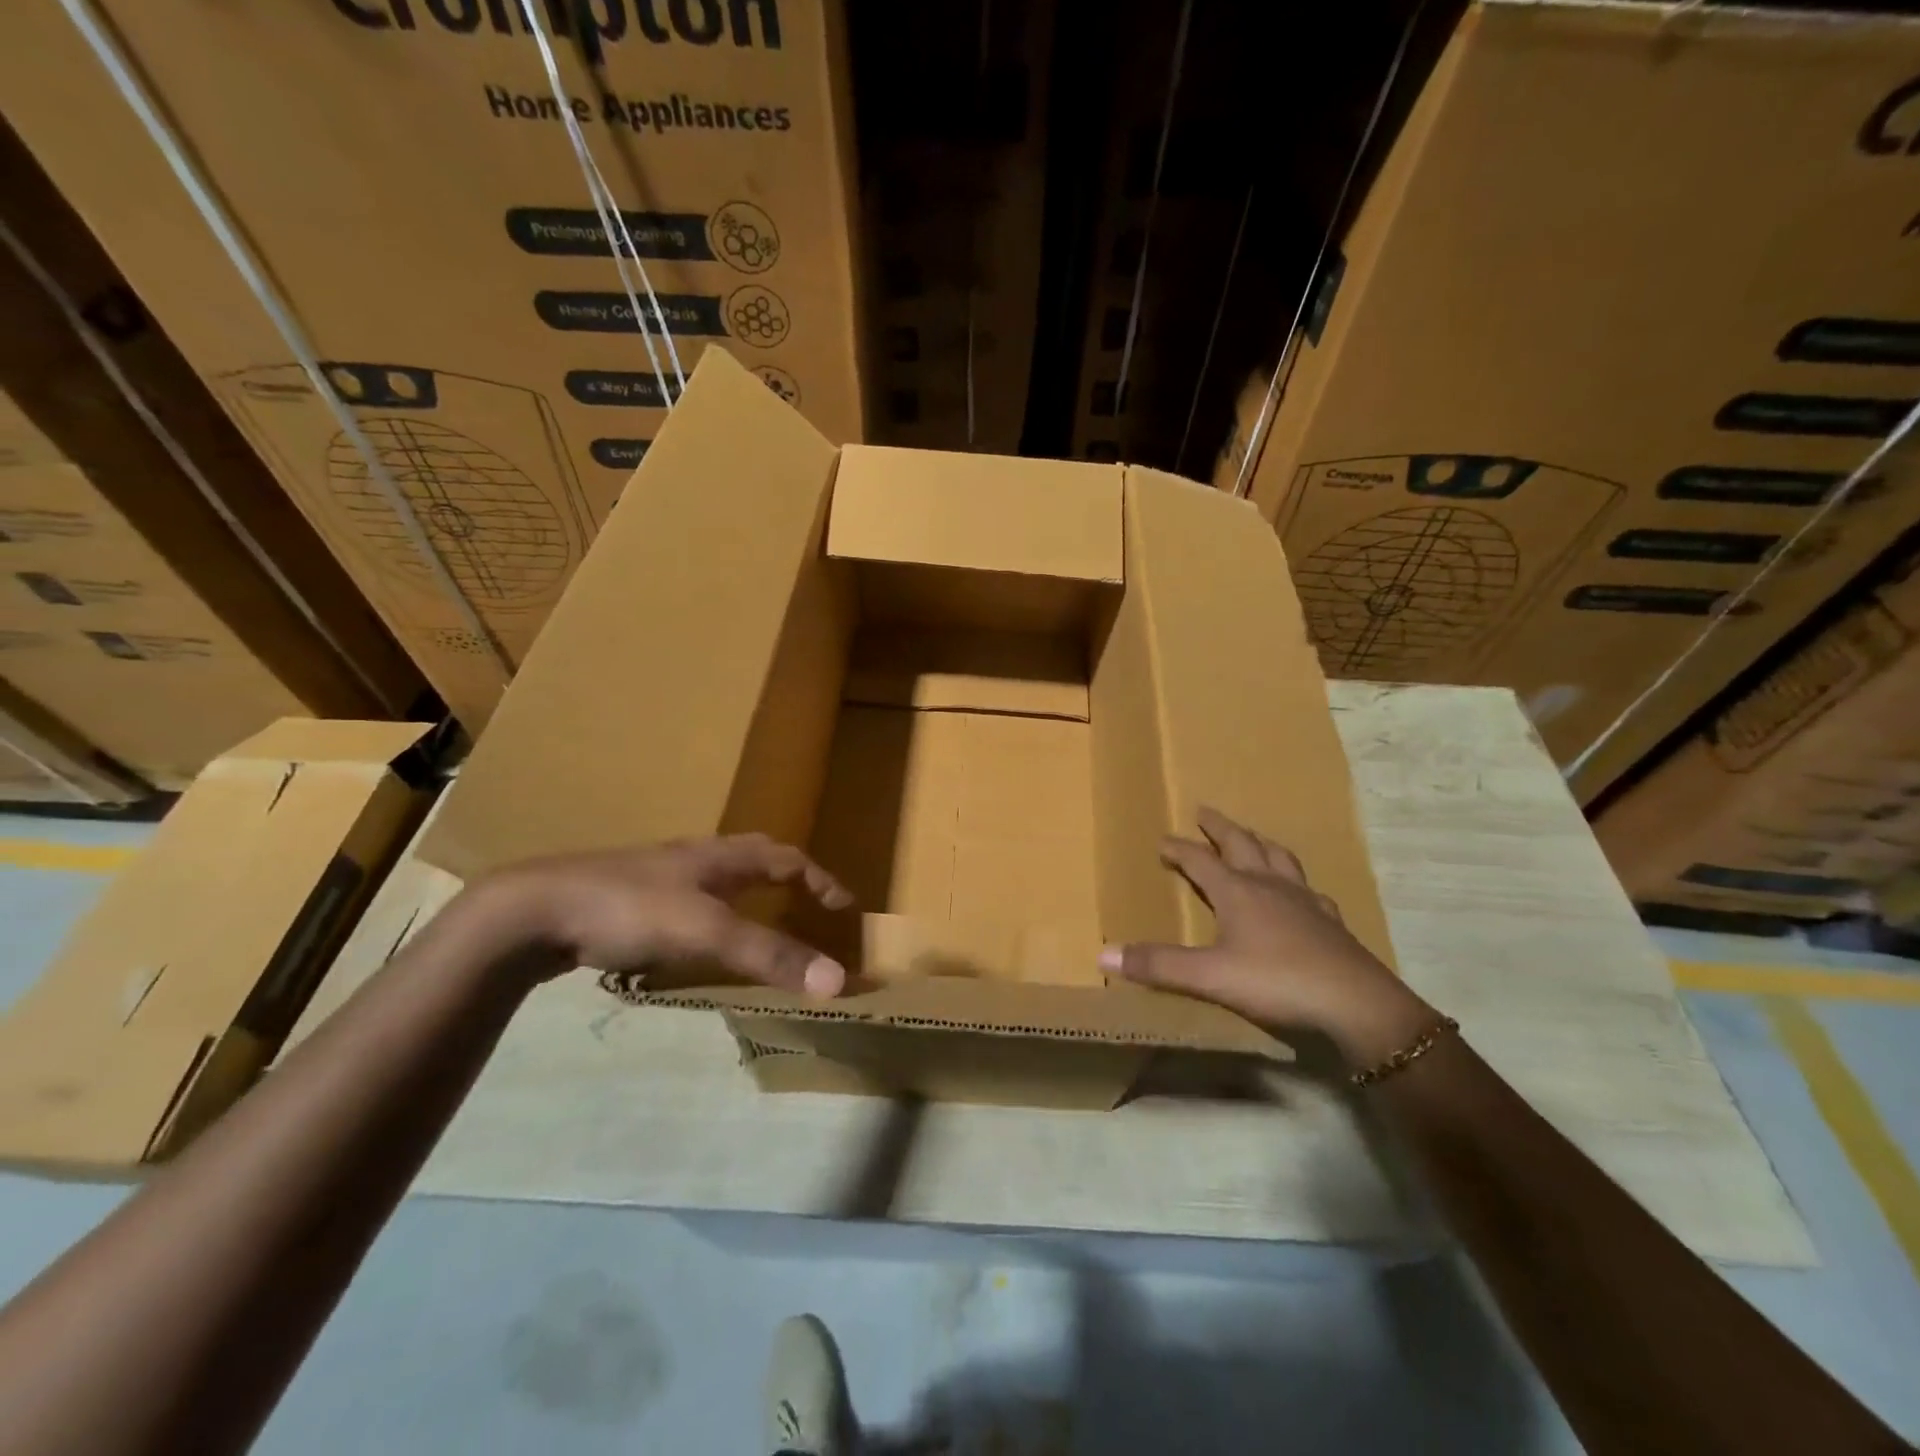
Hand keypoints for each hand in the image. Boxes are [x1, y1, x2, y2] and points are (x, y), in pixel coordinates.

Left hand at [467, 833, 853, 996]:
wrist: (535, 910)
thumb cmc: (630, 909)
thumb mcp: (708, 932)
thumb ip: (770, 955)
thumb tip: (837, 980)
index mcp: (720, 857)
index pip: (787, 858)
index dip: (821, 880)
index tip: (845, 907)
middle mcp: (694, 859)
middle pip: (754, 856)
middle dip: (787, 876)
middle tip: (809, 903)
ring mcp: (658, 877)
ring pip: (718, 878)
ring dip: (748, 894)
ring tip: (760, 922)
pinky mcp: (629, 900)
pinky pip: (687, 902)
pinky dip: (711, 916)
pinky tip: (697, 943)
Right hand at [1101, 807, 1435, 1063]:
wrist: (1357, 1006)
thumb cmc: (1277, 982)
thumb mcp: (1209, 977)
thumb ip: (1158, 965)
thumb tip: (1102, 955)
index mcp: (1238, 891)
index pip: (1200, 860)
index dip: (1179, 849)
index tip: (1162, 840)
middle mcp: (1270, 886)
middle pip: (1242, 844)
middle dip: (1220, 828)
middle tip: (1205, 812)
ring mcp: (1305, 901)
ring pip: (1279, 858)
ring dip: (1259, 843)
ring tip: (1251, 837)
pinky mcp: (1330, 922)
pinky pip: (1309, 889)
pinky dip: (1295, 881)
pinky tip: (1300, 891)